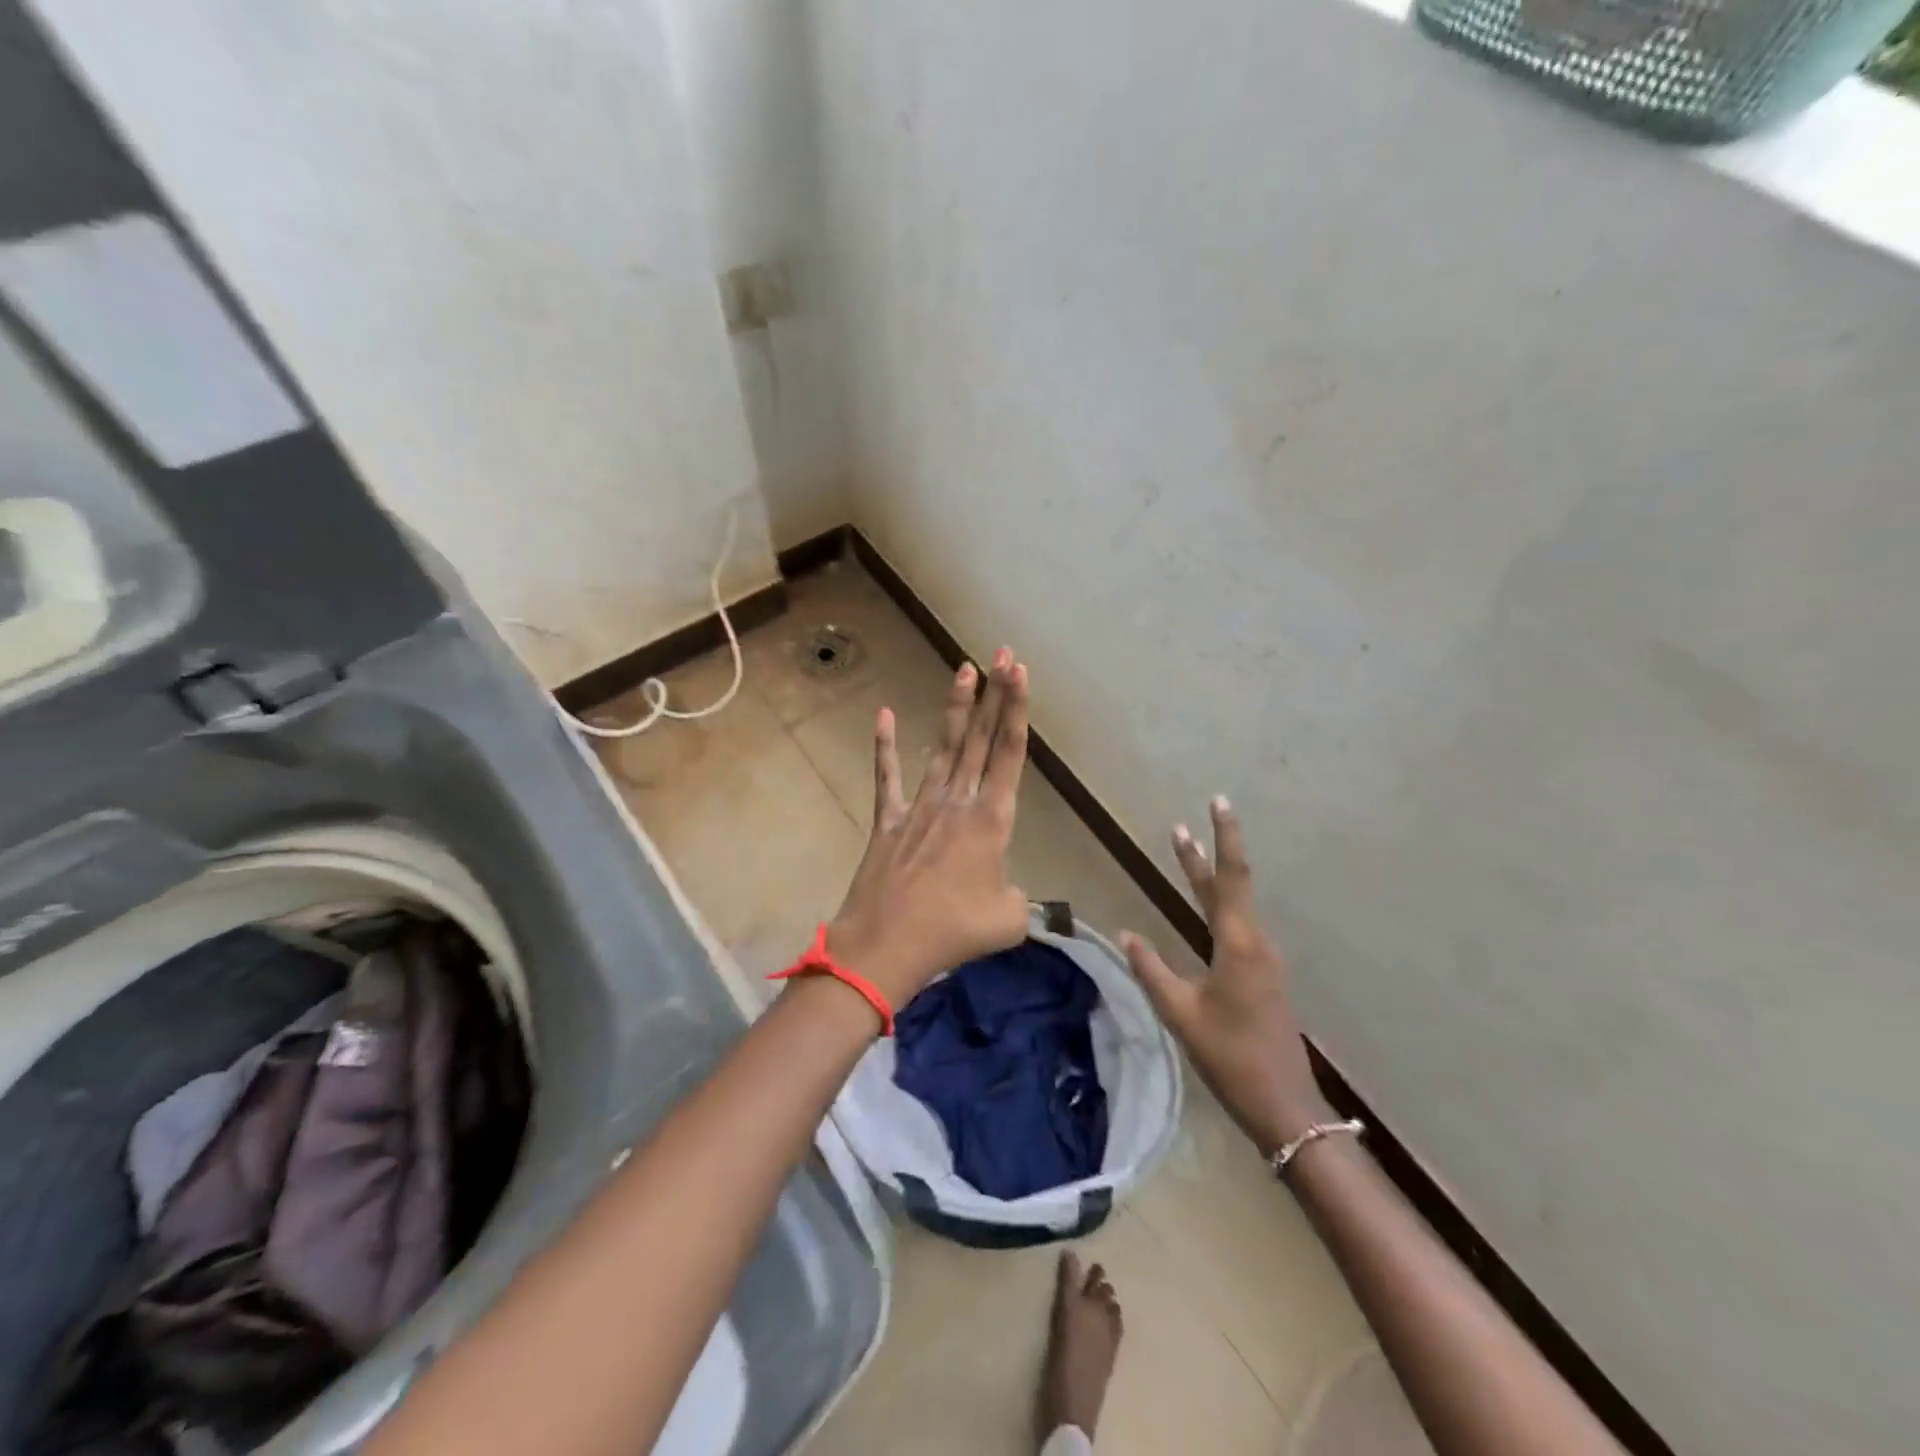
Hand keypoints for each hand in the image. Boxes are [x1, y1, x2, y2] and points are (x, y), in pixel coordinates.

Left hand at [823, 649, 1031, 1010]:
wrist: (888, 944)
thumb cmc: (954, 931)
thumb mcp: (1008, 919)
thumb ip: (1017, 898)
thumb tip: (1005, 892)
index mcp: (991, 819)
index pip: (1009, 753)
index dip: (1017, 709)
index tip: (1020, 672)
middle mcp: (958, 801)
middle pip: (980, 738)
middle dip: (994, 694)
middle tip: (1002, 653)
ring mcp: (920, 806)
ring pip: (943, 747)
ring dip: (956, 708)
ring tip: (963, 668)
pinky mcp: (889, 820)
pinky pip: (887, 777)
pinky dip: (884, 747)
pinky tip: (883, 715)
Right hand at [1121, 797, 1328, 1154]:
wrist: (1285, 1104)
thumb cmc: (1230, 1056)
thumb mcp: (1181, 1013)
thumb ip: (1151, 970)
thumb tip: (1126, 933)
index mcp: (1238, 945)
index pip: (1229, 877)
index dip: (1222, 838)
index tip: (1217, 802)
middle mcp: (1255, 943)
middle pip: (1229, 887)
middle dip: (1205, 853)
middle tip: (1181, 825)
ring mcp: (1263, 960)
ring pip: (1232, 907)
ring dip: (1207, 880)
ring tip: (1184, 855)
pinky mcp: (1262, 976)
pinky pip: (1236, 928)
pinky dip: (1216, 907)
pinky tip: (1204, 912)